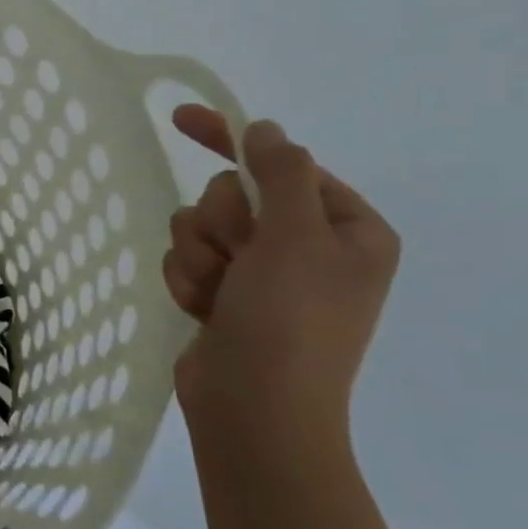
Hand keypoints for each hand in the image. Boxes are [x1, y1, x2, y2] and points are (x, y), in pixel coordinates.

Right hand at [162, 107, 400, 454]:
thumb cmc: (289, 320)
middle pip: (231, 196)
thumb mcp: (295, 237)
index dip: (233, 142)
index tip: (182, 119)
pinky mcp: (225, 297)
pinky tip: (204, 312)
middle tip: (236, 259)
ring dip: (200, 258)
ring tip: (218, 296)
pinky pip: (187, 261)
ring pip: (199, 229)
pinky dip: (189, 283)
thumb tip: (265, 130)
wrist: (255, 408)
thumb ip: (279, 174)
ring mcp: (262, 275)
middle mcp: (306, 247)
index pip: (283, 165)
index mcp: (345, 228)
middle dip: (220, 225)